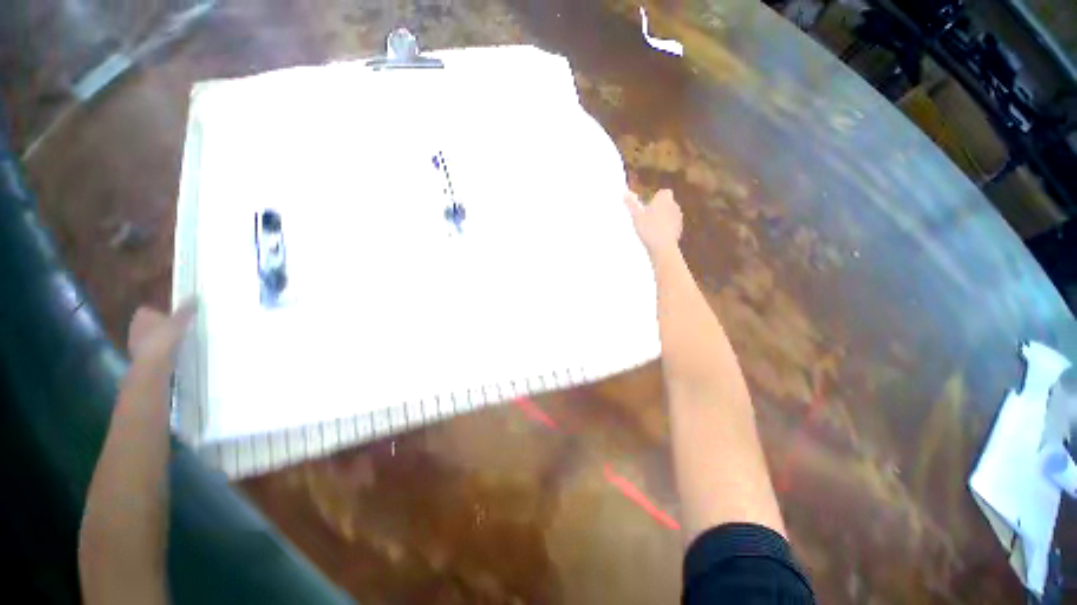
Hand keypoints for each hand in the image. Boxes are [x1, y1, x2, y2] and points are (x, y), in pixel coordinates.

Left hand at [127, 298, 198, 373]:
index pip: (151, 309)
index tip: (174, 318)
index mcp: (142, 314)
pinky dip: (158, 349)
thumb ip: (187, 309)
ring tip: (174, 342)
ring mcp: (134, 340)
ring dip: (159, 338)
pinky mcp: (138, 354)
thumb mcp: (180, 320)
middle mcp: (134, 325)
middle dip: (160, 326)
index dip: (162, 313)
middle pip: (150, 323)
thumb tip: (195, 295)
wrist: (153, 362)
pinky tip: (169, 353)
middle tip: (176, 329)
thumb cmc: (164, 337)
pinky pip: (150, 348)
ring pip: (149, 336)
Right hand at [624, 189, 682, 255]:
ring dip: (662, 217)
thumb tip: (625, 193)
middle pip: (667, 203)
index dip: (655, 197)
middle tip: (646, 216)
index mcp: (664, 199)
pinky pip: (671, 224)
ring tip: (650, 227)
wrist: (663, 247)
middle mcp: (674, 206)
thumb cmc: (649, 229)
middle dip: (659, 207)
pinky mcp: (679, 229)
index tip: (647, 205)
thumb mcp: (636, 216)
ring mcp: (678, 218)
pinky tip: (656, 235)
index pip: (663, 192)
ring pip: (670, 214)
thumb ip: (631, 204)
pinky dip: (666, 227)